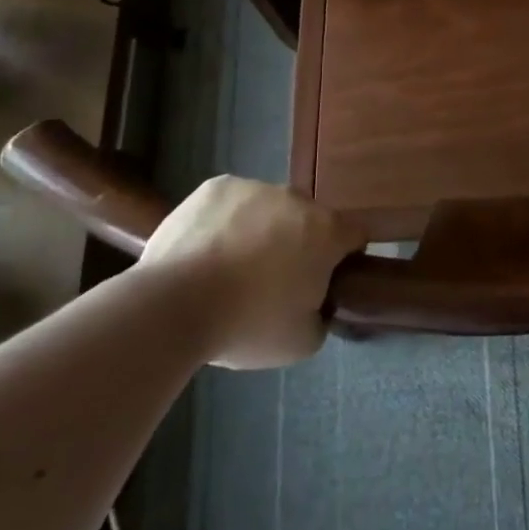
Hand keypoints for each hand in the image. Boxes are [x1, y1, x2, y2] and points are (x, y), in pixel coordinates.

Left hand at [139, 176, 364, 368]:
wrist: (173, 305)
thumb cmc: (246, 324)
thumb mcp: (301, 342)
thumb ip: (321, 316)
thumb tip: (315, 304)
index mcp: (326, 231)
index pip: (354, 235)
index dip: (344, 258)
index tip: (325, 282)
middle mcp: (297, 199)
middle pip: (308, 220)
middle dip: (297, 243)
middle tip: (271, 282)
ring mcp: (254, 188)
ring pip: (268, 209)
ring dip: (260, 231)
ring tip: (228, 269)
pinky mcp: (216, 187)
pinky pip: (231, 203)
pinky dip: (225, 222)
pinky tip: (206, 251)